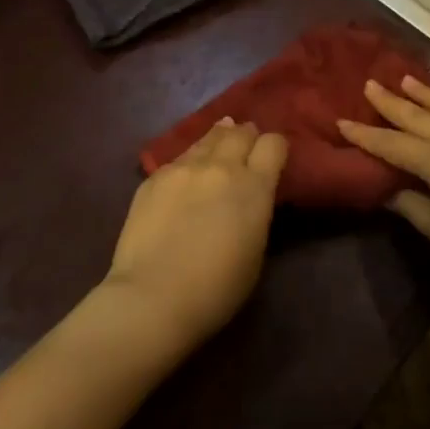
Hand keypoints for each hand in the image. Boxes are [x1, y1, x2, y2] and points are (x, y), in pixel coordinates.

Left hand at [102, 118, 288, 350]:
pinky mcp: (154, 177)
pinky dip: (190, 160)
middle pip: (239, 133)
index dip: (275, 147)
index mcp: (254, 187)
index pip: (273, 144)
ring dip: (218, 139)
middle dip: (246, 136)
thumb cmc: (216, 289)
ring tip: (220, 139)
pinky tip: (186, 172)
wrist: (153, 295)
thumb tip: (248, 193)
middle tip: (246, 144)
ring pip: (207, 139)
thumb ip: (255, 211)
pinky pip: (179, 157)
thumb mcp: (255, 250)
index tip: (273, 157)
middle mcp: (220, 167)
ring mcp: (183, 168)